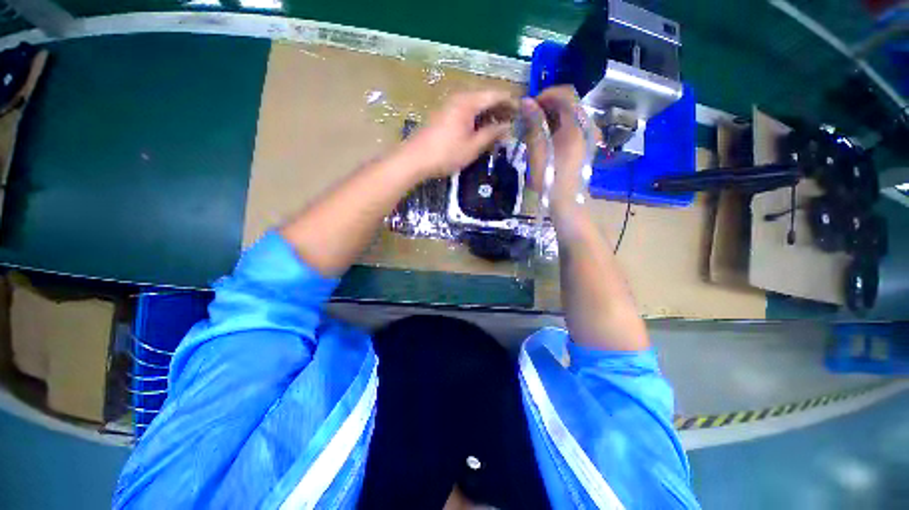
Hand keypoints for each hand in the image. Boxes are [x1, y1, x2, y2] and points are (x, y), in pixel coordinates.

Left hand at [397, 90, 514, 178]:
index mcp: (468, 102)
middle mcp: (458, 98)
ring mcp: (448, 105)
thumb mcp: (472, 147)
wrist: (414, 159)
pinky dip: (476, 118)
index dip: (511, 102)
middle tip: (513, 122)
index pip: (495, 95)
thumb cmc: (445, 154)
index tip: (522, 113)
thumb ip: (491, 134)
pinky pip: (465, 111)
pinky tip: (481, 130)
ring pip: (475, 105)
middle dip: (500, 109)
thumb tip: (507, 127)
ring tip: (500, 128)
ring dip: (488, 114)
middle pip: (485, 98)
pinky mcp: (442, 115)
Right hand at [523, 86, 599, 208]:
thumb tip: (526, 102)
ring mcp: (588, 135)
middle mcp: (587, 125)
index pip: (565, 93)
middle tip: (528, 120)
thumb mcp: (538, 150)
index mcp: (577, 124)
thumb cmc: (551, 178)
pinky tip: (545, 140)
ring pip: (569, 115)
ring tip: (533, 131)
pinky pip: (571, 126)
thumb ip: (534, 124)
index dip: (545, 95)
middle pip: (568, 103)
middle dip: (546, 107)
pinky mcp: (585, 144)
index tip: (529, 107)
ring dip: (550, 117)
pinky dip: (557, 127)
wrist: (567, 201)